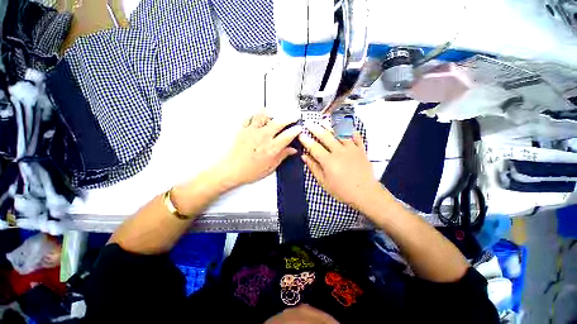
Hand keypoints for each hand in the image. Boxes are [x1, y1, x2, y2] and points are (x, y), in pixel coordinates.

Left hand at [214, 113, 301, 188]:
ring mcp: (253, 132)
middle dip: (288, 118)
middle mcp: (263, 137)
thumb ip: (282, 156)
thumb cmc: (249, 171)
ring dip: (272, 114)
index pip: (288, 135)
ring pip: (264, 116)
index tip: (298, 128)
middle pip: (279, 122)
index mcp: (271, 148)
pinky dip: (256, 115)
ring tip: (275, 115)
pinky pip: (250, 118)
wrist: (232, 170)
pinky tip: (259, 117)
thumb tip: (291, 151)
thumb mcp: (270, 167)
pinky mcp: (244, 130)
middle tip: (292, 118)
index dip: (296, 130)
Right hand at [299, 123, 380, 209]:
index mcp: (328, 161)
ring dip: (330, 126)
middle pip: (325, 136)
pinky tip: (346, 126)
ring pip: (339, 133)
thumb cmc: (342, 190)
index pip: (314, 147)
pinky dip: (350, 130)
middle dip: (315, 128)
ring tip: (323, 121)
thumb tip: (304, 157)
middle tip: (309, 123)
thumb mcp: (324, 182)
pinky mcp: (361, 150)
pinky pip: (355, 136)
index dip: (306, 140)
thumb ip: (314, 168)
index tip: (300, 134)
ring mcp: (351, 149)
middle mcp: (339, 151)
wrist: (365, 193)